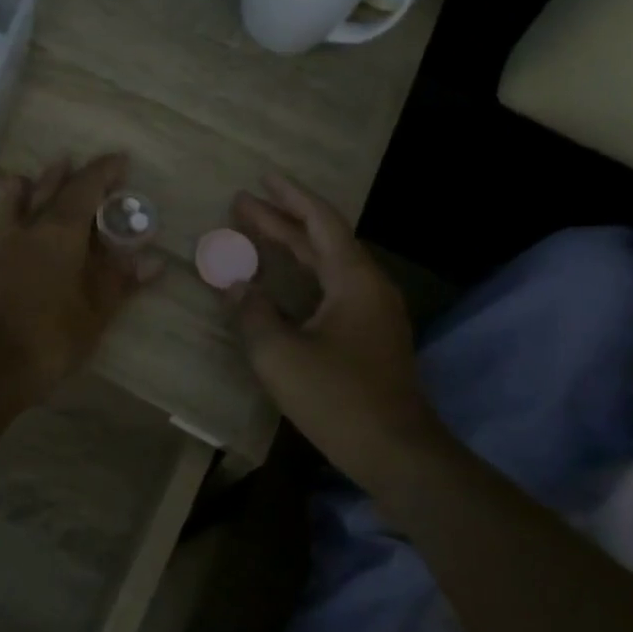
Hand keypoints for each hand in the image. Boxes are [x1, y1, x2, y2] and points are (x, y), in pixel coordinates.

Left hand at [0, 153, 160, 400]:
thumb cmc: (48, 337)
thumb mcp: (94, 312)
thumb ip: (119, 281)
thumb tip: (153, 260)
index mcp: (60, 231)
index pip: (85, 187)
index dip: (104, 171)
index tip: (121, 160)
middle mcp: (29, 228)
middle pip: (51, 189)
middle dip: (71, 175)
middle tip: (84, 164)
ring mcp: (2, 245)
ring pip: (20, 202)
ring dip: (36, 185)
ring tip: (44, 172)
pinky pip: (2, 223)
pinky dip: (12, 209)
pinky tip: (14, 217)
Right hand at [228, 173, 430, 491]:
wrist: (397, 453)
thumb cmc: (338, 398)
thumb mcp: (280, 354)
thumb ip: (252, 312)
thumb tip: (235, 285)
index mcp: (353, 279)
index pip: (321, 221)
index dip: (290, 197)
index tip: (262, 178)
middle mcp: (368, 286)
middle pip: (322, 240)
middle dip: (281, 221)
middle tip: (241, 206)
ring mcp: (373, 312)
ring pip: (328, 265)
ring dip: (291, 248)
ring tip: (255, 234)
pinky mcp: (370, 336)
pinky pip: (332, 288)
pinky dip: (302, 275)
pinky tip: (281, 284)